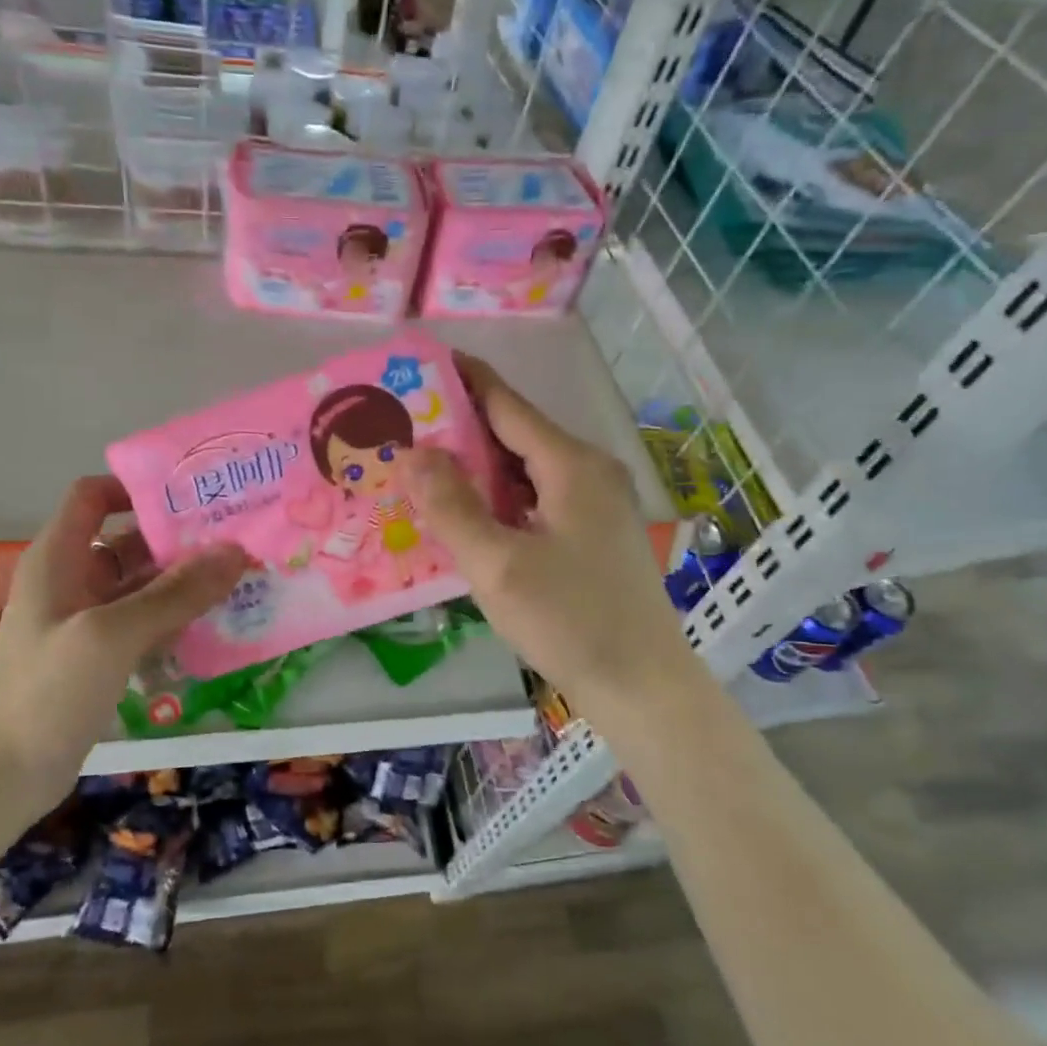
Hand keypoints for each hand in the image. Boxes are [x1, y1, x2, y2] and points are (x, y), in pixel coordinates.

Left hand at [0, 476, 247, 789]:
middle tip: (239, 542)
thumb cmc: (47, 690)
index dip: (136, 488)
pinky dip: (176, 621)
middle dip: (179, 540)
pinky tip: (216, 627)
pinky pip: (145, 624)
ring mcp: (87, 622)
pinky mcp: (100, 658)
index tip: (192, 497)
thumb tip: (236, 551)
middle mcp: (73, 580)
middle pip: (129, 541)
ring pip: (143, 586)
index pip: (93, 496)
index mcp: (60, 558)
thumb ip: (176, 594)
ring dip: (185, 584)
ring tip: (241, 581)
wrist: (1, 775)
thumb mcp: (112, 634)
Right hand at [403, 356, 688, 713]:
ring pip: (526, 469)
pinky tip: (468, 512)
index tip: (423, 361)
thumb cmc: (569, 621)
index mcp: (571, 465)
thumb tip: (412, 451)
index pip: (507, 405)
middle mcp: (589, 472)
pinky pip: (537, 498)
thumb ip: (451, 506)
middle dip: (461, 427)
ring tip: (424, 465)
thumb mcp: (498, 566)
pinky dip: (499, 497)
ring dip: (478, 466)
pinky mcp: (593, 534)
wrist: (640, 684)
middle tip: (405, 423)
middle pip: (516, 434)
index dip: (465, 379)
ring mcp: (596, 503)